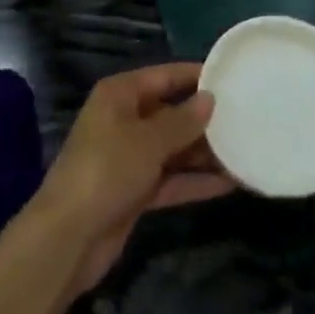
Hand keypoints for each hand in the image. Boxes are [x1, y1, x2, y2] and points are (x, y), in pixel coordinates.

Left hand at [31, 63, 233, 291]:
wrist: (69, 237)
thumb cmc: (107, 170)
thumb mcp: (148, 141)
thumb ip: (182, 121)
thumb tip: (210, 98)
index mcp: (120, 95)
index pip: (163, 76)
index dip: (194, 76)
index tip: (230, 77)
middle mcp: (124, 120)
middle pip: (170, 112)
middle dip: (203, 118)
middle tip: (245, 118)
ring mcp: (129, 157)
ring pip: (173, 148)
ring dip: (203, 153)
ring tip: (244, 150)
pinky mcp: (135, 191)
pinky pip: (170, 178)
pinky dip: (194, 181)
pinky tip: (228, 183)